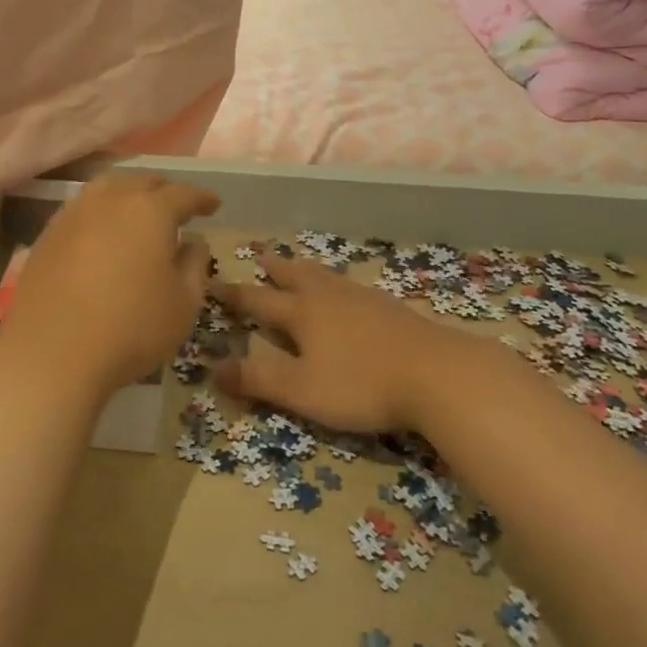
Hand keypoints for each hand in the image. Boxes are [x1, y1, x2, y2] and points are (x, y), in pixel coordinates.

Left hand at [0, 173, 219, 400]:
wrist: (50, 354)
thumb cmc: (130, 329)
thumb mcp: (183, 304)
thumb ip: (194, 266)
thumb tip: (193, 243)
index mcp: (150, 211)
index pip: (183, 194)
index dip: (201, 198)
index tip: (213, 204)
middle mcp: (111, 200)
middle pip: (142, 182)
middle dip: (164, 191)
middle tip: (177, 208)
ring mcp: (74, 214)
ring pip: (108, 188)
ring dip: (128, 195)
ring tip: (138, 212)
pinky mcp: (48, 234)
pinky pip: (83, 208)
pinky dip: (101, 212)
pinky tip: (103, 232)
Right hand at [211, 252, 487, 434]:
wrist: (436, 373)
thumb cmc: (361, 384)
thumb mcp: (302, 390)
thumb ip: (257, 379)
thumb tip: (211, 367)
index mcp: (303, 314)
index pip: (259, 301)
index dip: (234, 295)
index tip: (213, 282)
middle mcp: (329, 298)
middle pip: (296, 276)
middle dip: (275, 269)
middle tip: (261, 256)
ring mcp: (363, 299)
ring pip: (326, 277)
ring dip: (306, 270)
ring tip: (300, 266)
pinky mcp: (390, 309)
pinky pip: (351, 287)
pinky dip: (336, 283)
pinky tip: (347, 293)